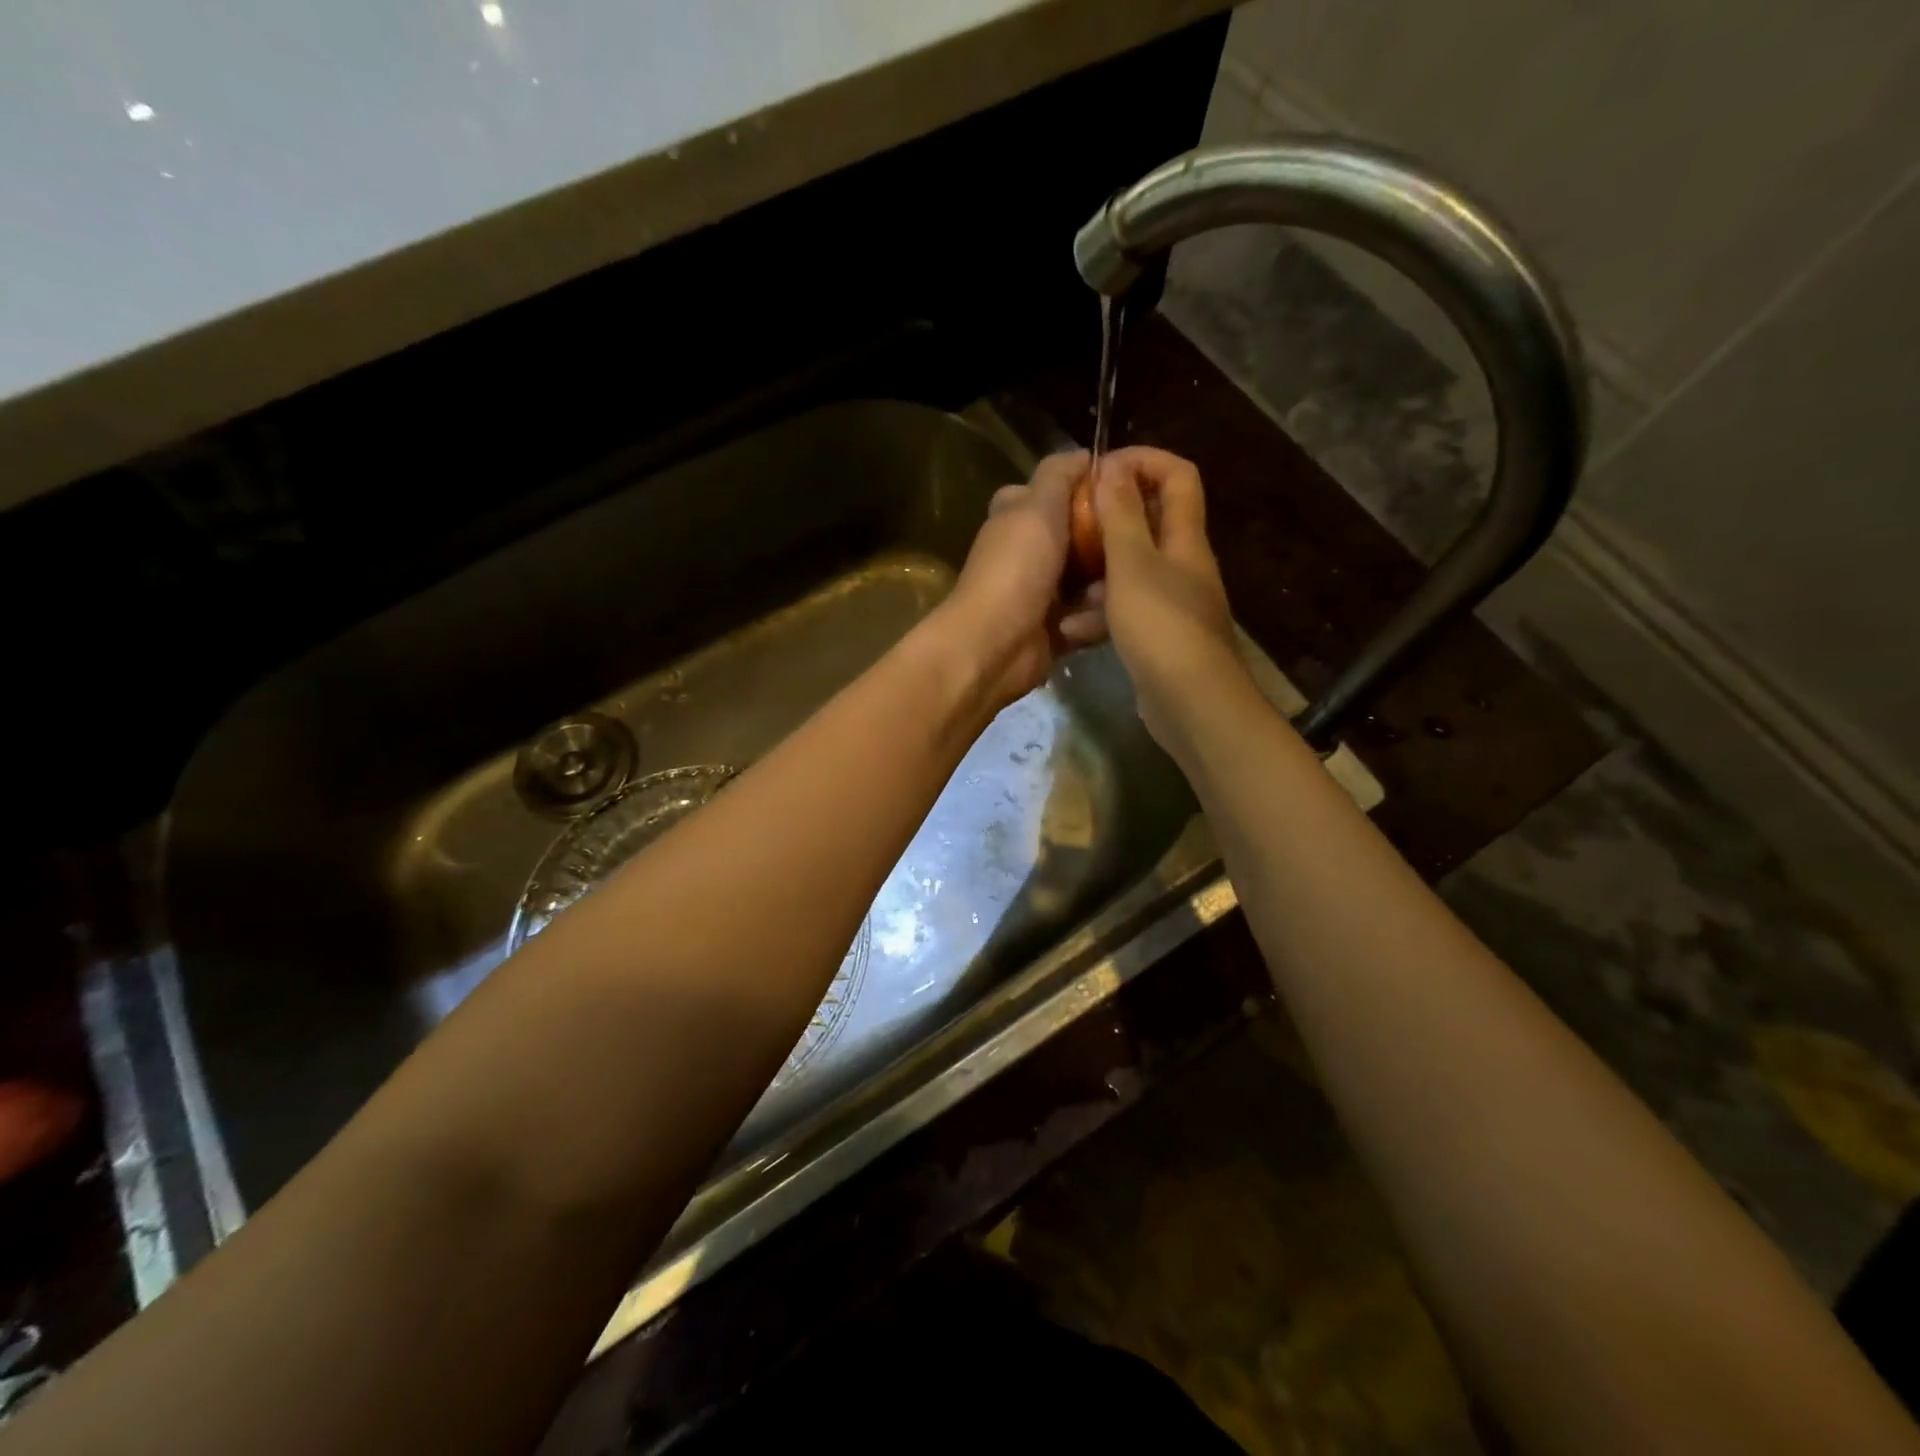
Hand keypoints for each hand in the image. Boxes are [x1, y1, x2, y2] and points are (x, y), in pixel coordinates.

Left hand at [935, 450, 1107, 709]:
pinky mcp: (1057, 628)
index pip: (1060, 492)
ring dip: (1104, 588)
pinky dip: (1093, 621)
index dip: (1091, 491)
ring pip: (1095, 579)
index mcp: (1019, 516)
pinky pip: (1092, 617)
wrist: (994, 646)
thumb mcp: (1037, 505)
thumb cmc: (1015, 569)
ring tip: (1106, 594)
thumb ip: (1058, 474)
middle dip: (1108, 546)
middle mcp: (1030, 551)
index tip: (1129, 495)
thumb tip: (1084, 454)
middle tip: (1131, 547)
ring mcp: (1044, 592)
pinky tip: (1088, 624)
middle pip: (1085, 537)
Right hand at [1091, 446, 1246, 748]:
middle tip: (1071, 524)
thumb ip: (1121, 515)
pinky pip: (1125, 611)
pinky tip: (1071, 629)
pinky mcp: (1159, 637)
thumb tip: (1112, 467)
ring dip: (1097, 571)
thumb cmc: (1161, 626)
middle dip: (1109, 517)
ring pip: (1131, 570)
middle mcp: (1183, 564)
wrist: (1191, 703)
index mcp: (1184, 538)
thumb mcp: (1133, 565)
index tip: (1100, 469)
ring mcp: (1172, 603)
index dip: (1142, 461)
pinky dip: (1100, 614)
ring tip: (1062, 580)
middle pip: (1150, 522)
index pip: (1178, 475)